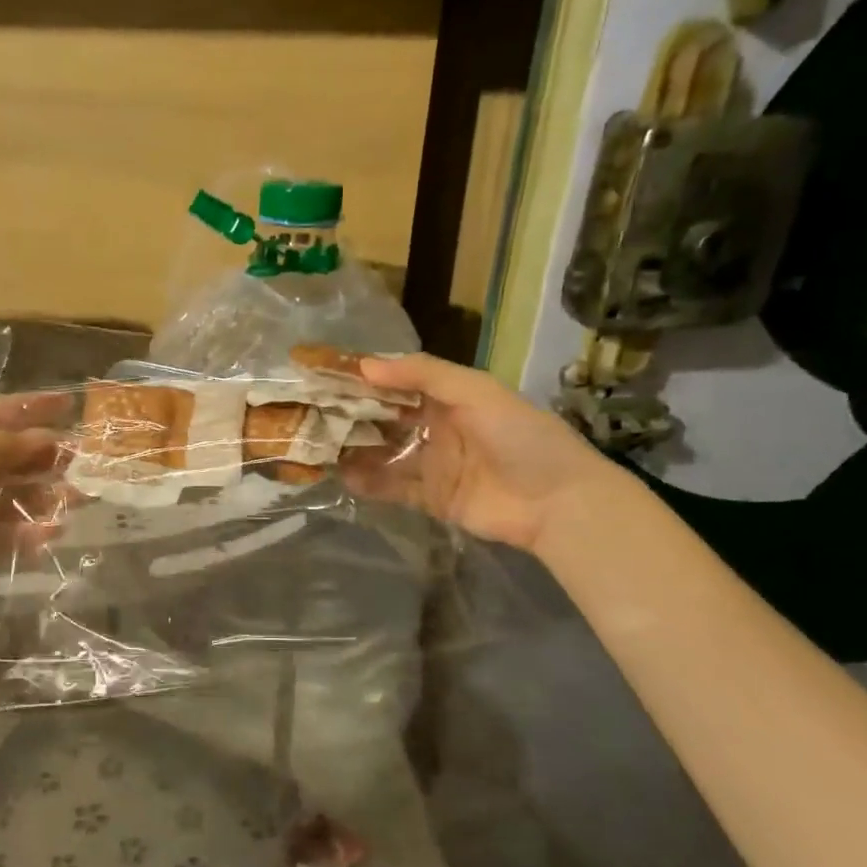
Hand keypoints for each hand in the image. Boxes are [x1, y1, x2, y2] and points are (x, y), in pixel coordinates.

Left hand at [0, 395, 61, 613]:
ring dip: (36, 496)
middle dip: (38, 456)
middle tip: (80, 459)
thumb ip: (1, 446)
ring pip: (0, 497)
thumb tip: (50, 440)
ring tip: (74, 498)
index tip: (68, 404)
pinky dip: (21, 533)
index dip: (26, 408)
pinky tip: (49, 533)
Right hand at [341, 354, 620, 553]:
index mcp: (449, 397)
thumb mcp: (476, 392)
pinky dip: (369, 482)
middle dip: (351, 415)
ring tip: (316, 445)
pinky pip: (393, 487)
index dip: (364, 378)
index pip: (397, 383)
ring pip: (384, 453)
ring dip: (354, 449)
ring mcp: (432, 464)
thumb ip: (423, 374)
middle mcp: (436, 427)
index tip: (325, 374)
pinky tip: (341, 476)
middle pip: (385, 419)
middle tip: (310, 412)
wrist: (557, 501)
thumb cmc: (520, 436)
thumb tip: (365, 365)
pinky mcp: (431, 498)